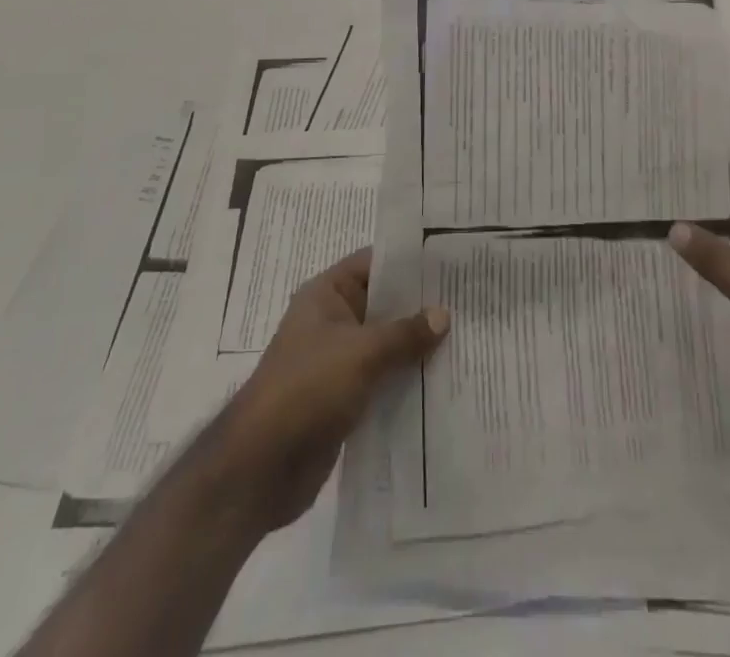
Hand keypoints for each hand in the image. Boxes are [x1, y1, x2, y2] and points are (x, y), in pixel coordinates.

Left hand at [217, 248, 448, 533]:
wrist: (260, 468)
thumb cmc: (307, 389)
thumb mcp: (361, 353)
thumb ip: (405, 333)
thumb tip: (444, 314)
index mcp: (327, 295)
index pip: (374, 264)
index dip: (410, 262)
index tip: (451, 262)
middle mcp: (332, 322)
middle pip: (383, 305)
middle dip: (421, 307)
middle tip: (469, 302)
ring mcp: (338, 362)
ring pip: (386, 345)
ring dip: (417, 347)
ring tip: (466, 340)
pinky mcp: (344, 399)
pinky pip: (383, 380)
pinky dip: (407, 380)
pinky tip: (443, 383)